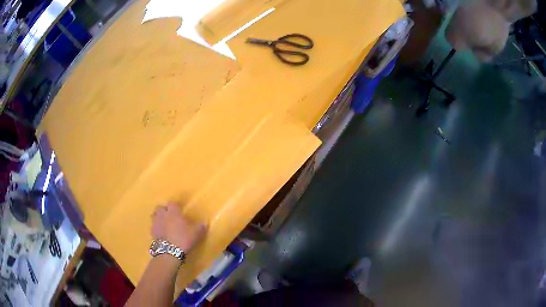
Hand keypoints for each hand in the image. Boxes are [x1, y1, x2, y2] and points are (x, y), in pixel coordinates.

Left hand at [151, 203, 205, 251]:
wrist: (169, 252)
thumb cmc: (183, 239)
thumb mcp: (196, 233)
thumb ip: (200, 227)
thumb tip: (205, 223)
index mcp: (173, 212)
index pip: (172, 203)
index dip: (175, 206)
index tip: (179, 210)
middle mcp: (163, 214)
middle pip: (160, 207)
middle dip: (164, 210)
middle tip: (170, 216)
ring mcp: (156, 223)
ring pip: (155, 215)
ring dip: (159, 217)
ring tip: (165, 224)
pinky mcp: (152, 232)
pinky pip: (153, 226)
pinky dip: (157, 228)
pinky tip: (162, 233)